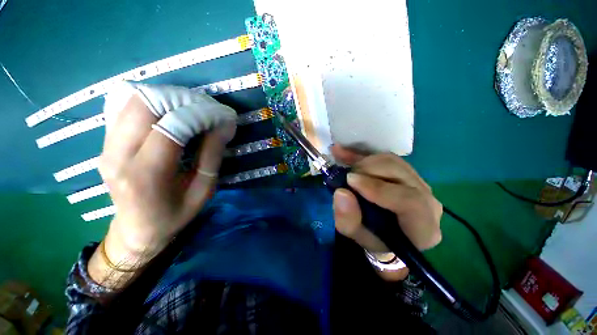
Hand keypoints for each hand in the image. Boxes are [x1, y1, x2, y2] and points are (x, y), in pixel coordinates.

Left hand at [89, 85, 235, 287]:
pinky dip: (152, 102)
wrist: (136, 229)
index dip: (201, 115)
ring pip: (133, 100)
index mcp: (146, 176)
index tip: (223, 115)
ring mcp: (106, 146)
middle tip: (209, 108)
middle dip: (183, 99)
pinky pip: (125, 107)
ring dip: (168, 97)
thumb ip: (212, 156)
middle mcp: (118, 156)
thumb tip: (224, 126)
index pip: (172, 128)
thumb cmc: (175, 215)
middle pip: (145, 104)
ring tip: (193, 107)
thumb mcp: (203, 191)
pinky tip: (171, 111)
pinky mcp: (105, 142)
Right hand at [331, 145, 442, 280]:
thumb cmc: (372, 238)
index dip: (379, 188)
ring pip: (393, 161)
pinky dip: (363, 154)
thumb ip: (348, 219)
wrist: (384, 233)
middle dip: (368, 170)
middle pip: (401, 174)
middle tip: (345, 175)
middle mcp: (429, 203)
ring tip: (343, 162)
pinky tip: (345, 152)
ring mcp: (420, 184)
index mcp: (423, 228)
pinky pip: (386, 158)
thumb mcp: (356, 235)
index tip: (350, 181)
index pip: (411, 202)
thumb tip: (341, 192)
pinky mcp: (408, 173)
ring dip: (364, 160)